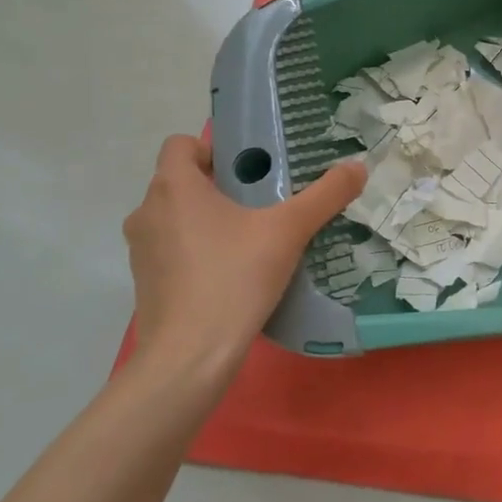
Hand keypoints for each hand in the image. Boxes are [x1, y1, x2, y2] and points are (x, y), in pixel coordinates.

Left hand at [123, 134, 365, 374]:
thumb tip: (358, 166)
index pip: (181, 144)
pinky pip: (175, 249)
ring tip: (255, 235)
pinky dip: (200, 250)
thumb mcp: (290, 230)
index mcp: (174, 187)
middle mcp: (148, 212)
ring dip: (210, 218)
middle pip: (183, 180)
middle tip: (266, 199)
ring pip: (178, 217)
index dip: (215, 148)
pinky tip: (236, 271)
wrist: (189, 357)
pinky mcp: (147, 283)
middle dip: (222, 185)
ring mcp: (142, 251)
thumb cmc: (234, 278)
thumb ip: (326, 195)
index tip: (252, 168)